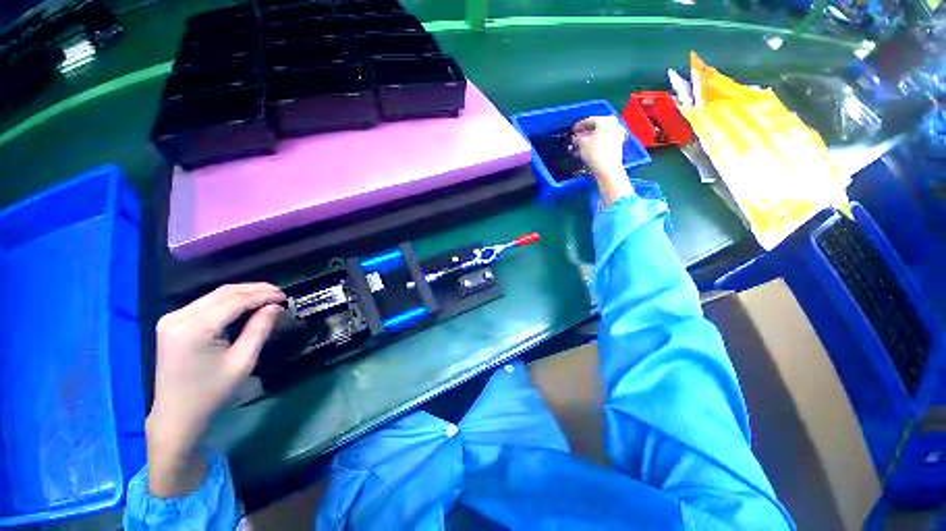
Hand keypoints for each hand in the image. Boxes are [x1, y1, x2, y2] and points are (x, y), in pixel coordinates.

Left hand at [147, 283, 285, 496]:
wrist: (177, 415)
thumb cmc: (211, 393)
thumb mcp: (242, 362)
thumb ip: (259, 329)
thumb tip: (276, 307)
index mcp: (193, 329)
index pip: (234, 301)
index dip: (262, 295)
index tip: (285, 297)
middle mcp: (178, 317)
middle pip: (223, 293)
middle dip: (255, 290)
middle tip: (279, 294)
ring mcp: (172, 318)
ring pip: (215, 295)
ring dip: (244, 293)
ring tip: (268, 297)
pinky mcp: (172, 323)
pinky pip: (206, 303)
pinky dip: (230, 301)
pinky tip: (246, 304)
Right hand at [573, 116, 633, 205]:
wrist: (608, 168)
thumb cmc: (594, 153)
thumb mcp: (582, 144)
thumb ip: (578, 138)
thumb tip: (576, 137)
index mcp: (606, 120)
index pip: (590, 120)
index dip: (580, 125)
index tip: (573, 130)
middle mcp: (614, 124)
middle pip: (597, 126)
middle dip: (587, 131)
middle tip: (578, 136)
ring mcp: (618, 134)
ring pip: (601, 133)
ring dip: (591, 138)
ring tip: (582, 144)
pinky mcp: (618, 144)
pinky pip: (606, 140)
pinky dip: (598, 142)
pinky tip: (590, 148)